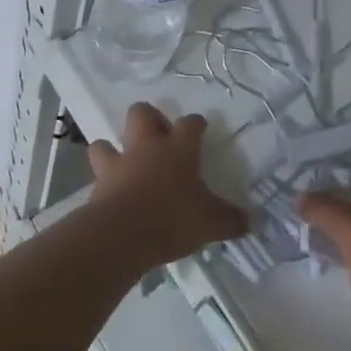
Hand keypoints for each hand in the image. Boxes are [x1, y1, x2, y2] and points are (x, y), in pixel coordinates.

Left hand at [86, 103, 248, 270]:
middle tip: (159, 136)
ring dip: (114, 149)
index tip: (200, 128)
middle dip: (148, 119)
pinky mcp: (98, 186)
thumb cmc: (173, 219)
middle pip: (141, 113)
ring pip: (106, 141)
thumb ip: (232, 220)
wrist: (121, 236)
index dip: (196, 124)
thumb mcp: (211, 223)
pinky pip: (97, 174)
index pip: (190, 123)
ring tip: (126, 163)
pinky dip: (104, 180)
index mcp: (179, 148)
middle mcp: (147, 147)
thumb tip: (253, 221)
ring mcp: (119, 164)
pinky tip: (113, 193)